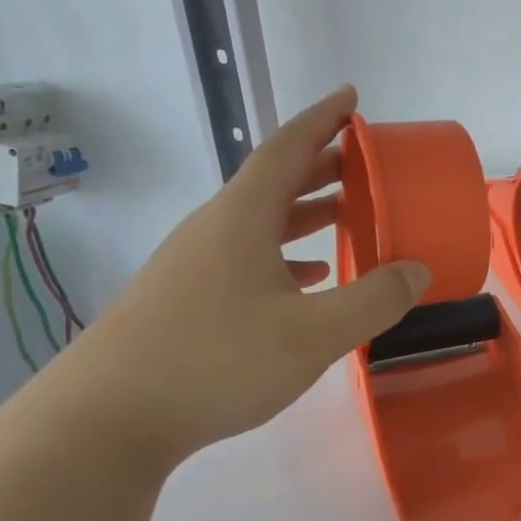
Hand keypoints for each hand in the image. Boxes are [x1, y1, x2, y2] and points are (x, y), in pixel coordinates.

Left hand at [49, 87, 428, 466]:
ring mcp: (194, 264)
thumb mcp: (313, 334)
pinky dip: (284, 253)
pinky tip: (307, 277)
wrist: (104, 422)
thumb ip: (374, 300)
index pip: (288, 149)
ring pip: (260, 221)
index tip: (352, 98)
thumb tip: (417, 270)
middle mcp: (215, 229)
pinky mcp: (184, 299)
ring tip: (346, 213)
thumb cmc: (215, 362)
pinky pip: (246, 256)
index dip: (323, 120)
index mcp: (242, 218)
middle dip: (322, 165)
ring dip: (305, 211)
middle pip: (274, 181)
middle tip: (365, 161)